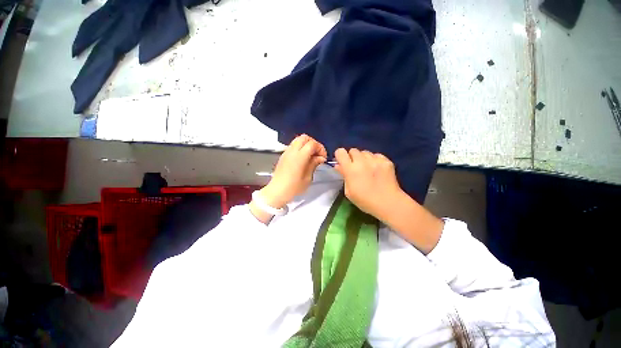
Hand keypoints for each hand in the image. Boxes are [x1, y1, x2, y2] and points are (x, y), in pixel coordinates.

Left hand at [260, 135, 326, 208]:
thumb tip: (321, 158)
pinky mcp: (283, 155)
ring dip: (306, 144)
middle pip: (304, 137)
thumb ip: (314, 164)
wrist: (277, 191)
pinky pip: (293, 145)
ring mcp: (286, 152)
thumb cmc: (294, 187)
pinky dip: (300, 147)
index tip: (323, 157)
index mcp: (299, 156)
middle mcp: (292, 151)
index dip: (320, 148)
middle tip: (317, 153)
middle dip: (313, 143)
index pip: (312, 144)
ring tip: (311, 155)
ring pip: (298, 140)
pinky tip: (303, 158)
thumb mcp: (308, 178)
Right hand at [334, 148, 403, 220]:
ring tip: (367, 168)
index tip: (342, 162)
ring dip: (363, 158)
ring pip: (365, 152)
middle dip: (352, 157)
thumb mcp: (349, 191)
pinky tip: (377, 169)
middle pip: (353, 150)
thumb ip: (343, 175)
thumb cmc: (365, 201)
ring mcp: (375, 160)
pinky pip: (376, 155)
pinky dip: (374, 160)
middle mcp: (362, 161)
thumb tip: (338, 165)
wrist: (388, 203)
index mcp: (350, 169)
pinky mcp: (386, 160)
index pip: (341, 152)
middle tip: (355, 167)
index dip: (340, 156)